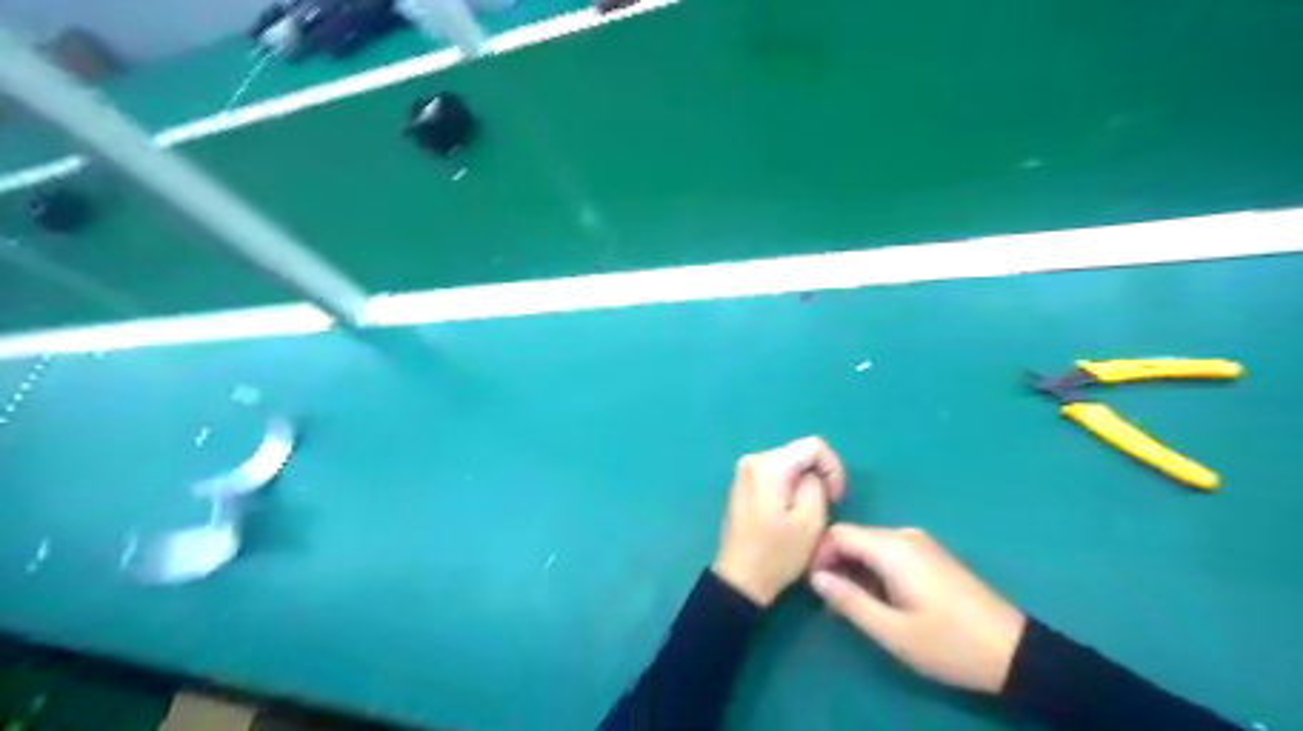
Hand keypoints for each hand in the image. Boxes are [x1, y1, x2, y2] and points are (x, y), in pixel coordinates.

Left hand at [712, 436, 845, 607]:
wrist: (739, 580)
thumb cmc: (777, 553)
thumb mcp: (810, 520)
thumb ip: (816, 485)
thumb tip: (812, 475)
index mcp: (769, 465)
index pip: (814, 445)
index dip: (833, 468)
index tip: (836, 498)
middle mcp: (753, 460)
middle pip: (799, 453)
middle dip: (817, 476)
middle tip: (825, 508)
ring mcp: (744, 472)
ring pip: (789, 465)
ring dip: (804, 484)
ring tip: (807, 515)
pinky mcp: (743, 485)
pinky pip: (775, 475)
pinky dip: (788, 488)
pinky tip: (789, 515)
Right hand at [805, 526, 1026, 689]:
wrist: (1014, 652)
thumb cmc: (948, 643)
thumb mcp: (892, 631)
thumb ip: (849, 601)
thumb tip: (815, 577)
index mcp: (892, 548)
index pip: (837, 533)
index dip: (817, 555)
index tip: (813, 586)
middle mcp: (904, 535)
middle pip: (853, 536)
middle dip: (834, 562)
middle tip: (830, 601)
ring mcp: (920, 543)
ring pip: (869, 545)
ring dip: (853, 568)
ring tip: (852, 604)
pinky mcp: (930, 555)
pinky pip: (888, 551)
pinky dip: (872, 569)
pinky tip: (879, 598)